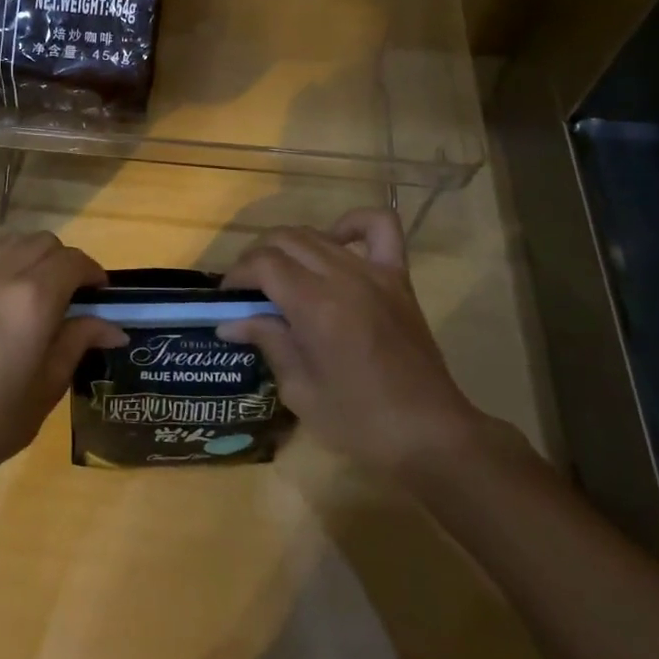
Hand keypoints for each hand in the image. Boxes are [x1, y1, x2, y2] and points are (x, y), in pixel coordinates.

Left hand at [0, 233, 125, 484]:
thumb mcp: (48, 385)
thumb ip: (79, 343)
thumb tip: (113, 328)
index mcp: (34, 298)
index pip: (74, 261)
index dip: (93, 272)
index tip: (100, 294)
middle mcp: (2, 274)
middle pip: (44, 242)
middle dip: (64, 261)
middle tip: (70, 294)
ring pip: (11, 242)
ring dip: (31, 256)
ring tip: (34, 289)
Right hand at [219, 209, 490, 479]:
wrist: (431, 435)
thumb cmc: (360, 422)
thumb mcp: (300, 390)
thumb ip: (267, 342)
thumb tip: (230, 322)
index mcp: (315, 305)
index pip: (263, 264)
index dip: (237, 275)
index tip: (227, 298)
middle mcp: (342, 277)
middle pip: (285, 239)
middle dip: (257, 258)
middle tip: (249, 290)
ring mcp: (374, 273)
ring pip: (317, 234)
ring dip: (290, 247)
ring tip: (280, 275)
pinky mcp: (398, 278)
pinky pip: (379, 228)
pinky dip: (352, 224)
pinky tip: (336, 241)